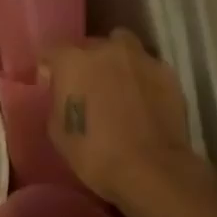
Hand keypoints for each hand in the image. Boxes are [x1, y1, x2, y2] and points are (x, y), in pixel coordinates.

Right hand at [41, 29, 190, 202]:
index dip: (49, 70)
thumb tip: (63, 93)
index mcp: (72, 61)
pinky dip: (142, 79)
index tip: (52, 88)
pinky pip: (147, 68)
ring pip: (123, 47)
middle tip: (88, 89)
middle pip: (89, 46)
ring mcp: (140, 58)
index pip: (51, 52)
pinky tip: (144, 101)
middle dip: (86, 63)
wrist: (152, 170)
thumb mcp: (57, 131)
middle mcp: (106, 49)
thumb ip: (57, 101)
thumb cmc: (95, 153)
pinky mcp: (167, 73)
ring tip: (119, 88)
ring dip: (117, 62)